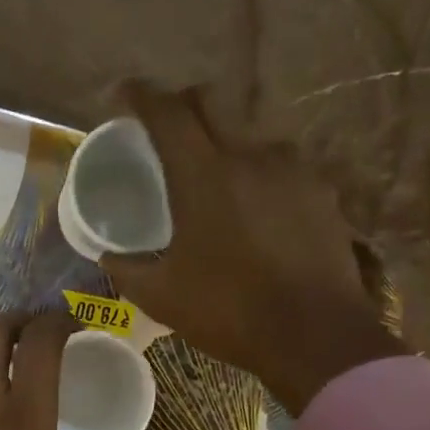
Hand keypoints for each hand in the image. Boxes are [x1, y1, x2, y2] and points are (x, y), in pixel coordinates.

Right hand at [101, 82, 401, 413]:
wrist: (315, 335)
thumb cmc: (229, 312)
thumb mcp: (162, 297)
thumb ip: (128, 269)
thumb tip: (108, 256)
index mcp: (203, 176)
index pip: (167, 113)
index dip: (142, 96)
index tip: (124, 94)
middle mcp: (250, 156)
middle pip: (212, 103)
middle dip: (182, 104)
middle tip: (165, 128)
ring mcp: (293, 170)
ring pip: (250, 134)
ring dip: (225, 142)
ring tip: (214, 177)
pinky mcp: (321, 191)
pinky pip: (281, 166)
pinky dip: (258, 173)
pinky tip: (256, 208)